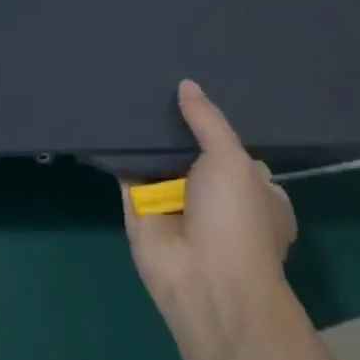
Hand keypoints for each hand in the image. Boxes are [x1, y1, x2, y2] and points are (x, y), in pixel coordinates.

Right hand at [123, 80, 295, 327]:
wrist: (204, 281)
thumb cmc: (237, 221)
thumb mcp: (233, 161)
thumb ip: (208, 121)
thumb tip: (187, 85)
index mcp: (254, 192)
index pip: (235, 150)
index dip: (218, 124)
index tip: (197, 91)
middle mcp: (215, 197)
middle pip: (191, 151)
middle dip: (176, 124)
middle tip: (154, 79)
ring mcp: (175, 203)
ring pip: (157, 159)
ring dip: (145, 134)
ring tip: (126, 87)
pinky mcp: (139, 208)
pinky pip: (126, 171)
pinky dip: (117, 150)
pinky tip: (105, 118)